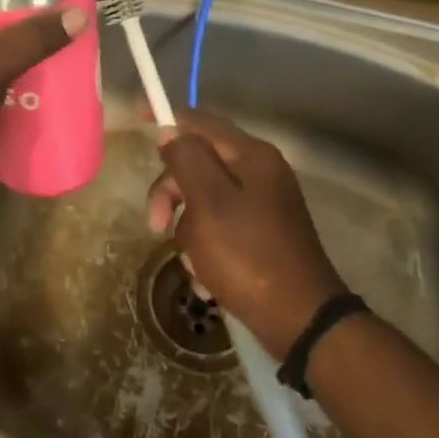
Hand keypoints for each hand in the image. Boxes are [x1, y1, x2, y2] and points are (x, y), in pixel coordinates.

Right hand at [146, 110, 347, 357]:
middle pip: (197, 164)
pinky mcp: (261, 235)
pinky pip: (219, 229)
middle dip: (172, 194)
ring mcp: (262, 205)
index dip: (166, 117)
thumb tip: (170, 132)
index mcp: (251, 156)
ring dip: (188, 231)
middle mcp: (259, 173)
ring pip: (203, 201)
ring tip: (195, 265)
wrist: (301, 322)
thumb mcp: (209, 203)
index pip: (199, 121)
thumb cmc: (249, 256)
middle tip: (157, 226)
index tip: (136, 115)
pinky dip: (206, 250)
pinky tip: (207, 279)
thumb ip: (186, 160)